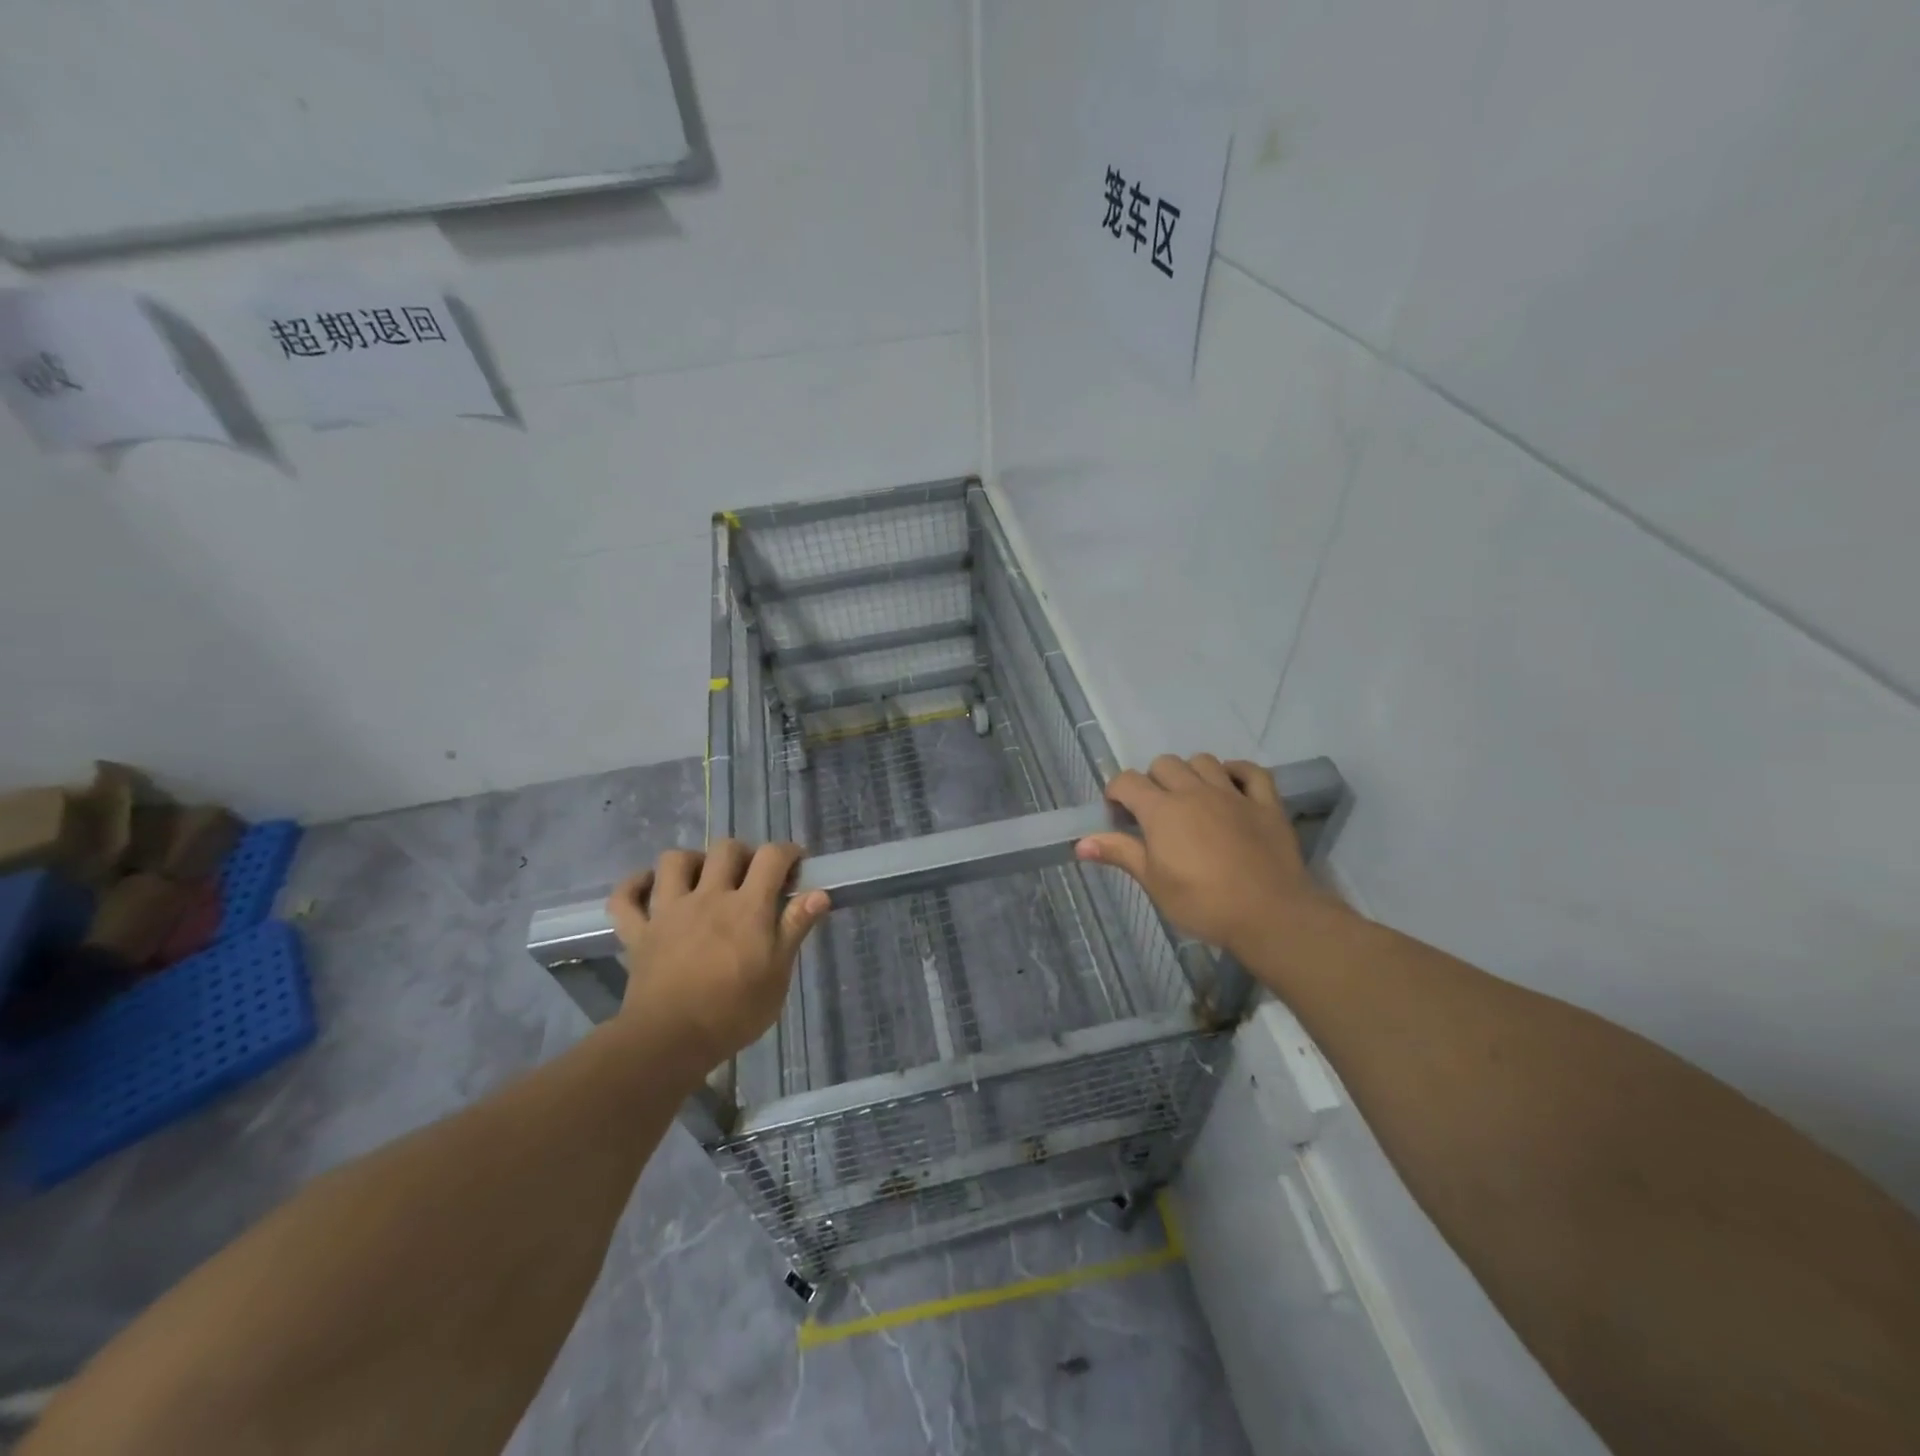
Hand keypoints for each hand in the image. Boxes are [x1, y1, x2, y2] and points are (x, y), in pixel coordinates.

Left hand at [605, 841, 830, 1069]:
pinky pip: (625, 898)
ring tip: (702, 879)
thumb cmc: (734, 1012)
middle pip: (725, 849)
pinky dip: (634, 886)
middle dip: (743, 853)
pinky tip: (649, 889)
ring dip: (690, 862)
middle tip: (751, 877)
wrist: (670, 1041)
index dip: (787, 852)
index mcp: (747, 907)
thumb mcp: (778, 975)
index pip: (771, 857)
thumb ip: (795, 928)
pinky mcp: (638, 932)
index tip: (795, 865)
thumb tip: (819, 893)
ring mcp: (668, 911)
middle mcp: (708, 897)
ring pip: (673, 861)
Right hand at [1075, 755, 1346, 962]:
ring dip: (1191, 773)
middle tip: (1154, 812)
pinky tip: (1230, 785)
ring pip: (1204, 761)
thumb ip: (1120, 854)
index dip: (1116, 793)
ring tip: (1190, 798)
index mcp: (1162, 810)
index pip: (1128, 782)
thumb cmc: (1202, 903)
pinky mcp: (1266, 803)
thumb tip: (1080, 843)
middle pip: (1165, 764)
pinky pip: (1251, 772)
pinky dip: (1237, 772)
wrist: (1270, 915)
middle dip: (1153, 781)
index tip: (1117, 814)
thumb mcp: (1154, 882)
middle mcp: (1194, 791)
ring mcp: (1232, 794)